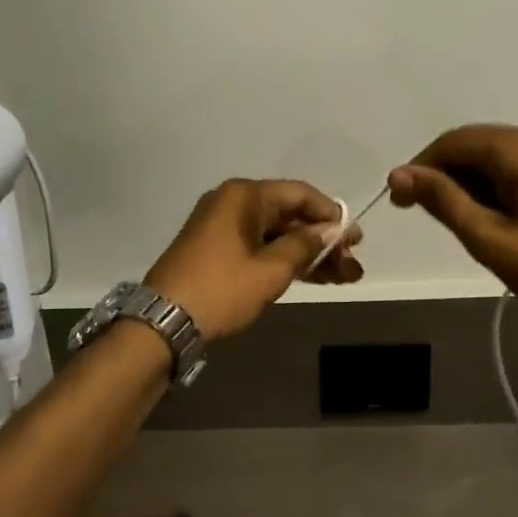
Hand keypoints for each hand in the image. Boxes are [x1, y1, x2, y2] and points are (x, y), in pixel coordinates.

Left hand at [145, 179, 361, 340]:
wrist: (163, 322)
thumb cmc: (220, 290)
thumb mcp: (270, 269)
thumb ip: (305, 245)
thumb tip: (331, 229)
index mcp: (243, 195)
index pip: (299, 194)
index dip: (330, 215)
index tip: (354, 239)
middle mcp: (232, 203)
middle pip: (288, 214)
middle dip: (322, 240)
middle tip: (352, 264)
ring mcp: (221, 227)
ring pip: (275, 234)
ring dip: (307, 254)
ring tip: (343, 276)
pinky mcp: (215, 250)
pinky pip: (259, 247)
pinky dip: (283, 261)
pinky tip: (312, 277)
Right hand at [388, 125, 517, 328]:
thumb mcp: (490, 238)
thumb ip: (443, 200)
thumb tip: (398, 174)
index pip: (455, 141)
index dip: (421, 166)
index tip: (399, 200)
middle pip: (478, 145)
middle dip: (446, 175)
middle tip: (425, 213)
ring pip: (500, 158)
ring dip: (471, 183)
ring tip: (460, 222)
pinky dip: (498, 187)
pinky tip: (494, 218)